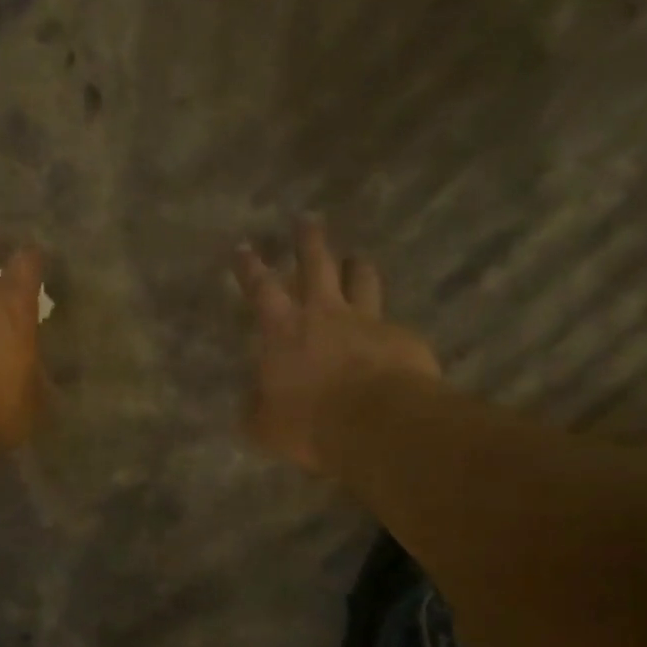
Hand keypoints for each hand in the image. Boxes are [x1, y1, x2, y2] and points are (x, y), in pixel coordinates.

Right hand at [236, 218, 440, 472]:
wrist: (379, 425)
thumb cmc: (311, 424)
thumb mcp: (267, 426)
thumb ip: (258, 410)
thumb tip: (252, 403)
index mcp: (284, 330)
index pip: (261, 289)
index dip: (250, 267)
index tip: (244, 246)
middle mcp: (325, 314)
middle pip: (317, 264)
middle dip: (309, 240)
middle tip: (308, 219)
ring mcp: (368, 321)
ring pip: (362, 280)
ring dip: (357, 267)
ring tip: (357, 259)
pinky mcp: (402, 338)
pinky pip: (392, 324)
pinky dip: (387, 327)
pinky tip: (391, 337)